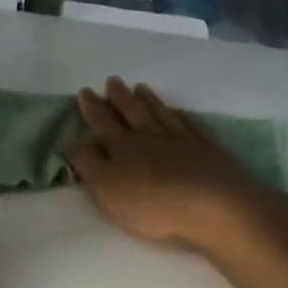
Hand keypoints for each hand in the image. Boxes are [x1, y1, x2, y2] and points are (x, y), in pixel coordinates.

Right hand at [64, 77, 282, 250]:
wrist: (215, 207)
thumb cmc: (153, 204)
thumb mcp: (106, 189)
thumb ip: (88, 164)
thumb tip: (72, 141)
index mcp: (122, 146)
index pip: (102, 122)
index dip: (92, 108)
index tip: (85, 91)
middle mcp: (151, 136)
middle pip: (132, 111)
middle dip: (119, 97)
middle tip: (112, 80)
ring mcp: (182, 140)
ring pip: (160, 113)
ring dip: (148, 100)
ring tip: (141, 87)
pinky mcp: (208, 150)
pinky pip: (190, 125)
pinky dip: (180, 115)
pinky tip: (178, 111)